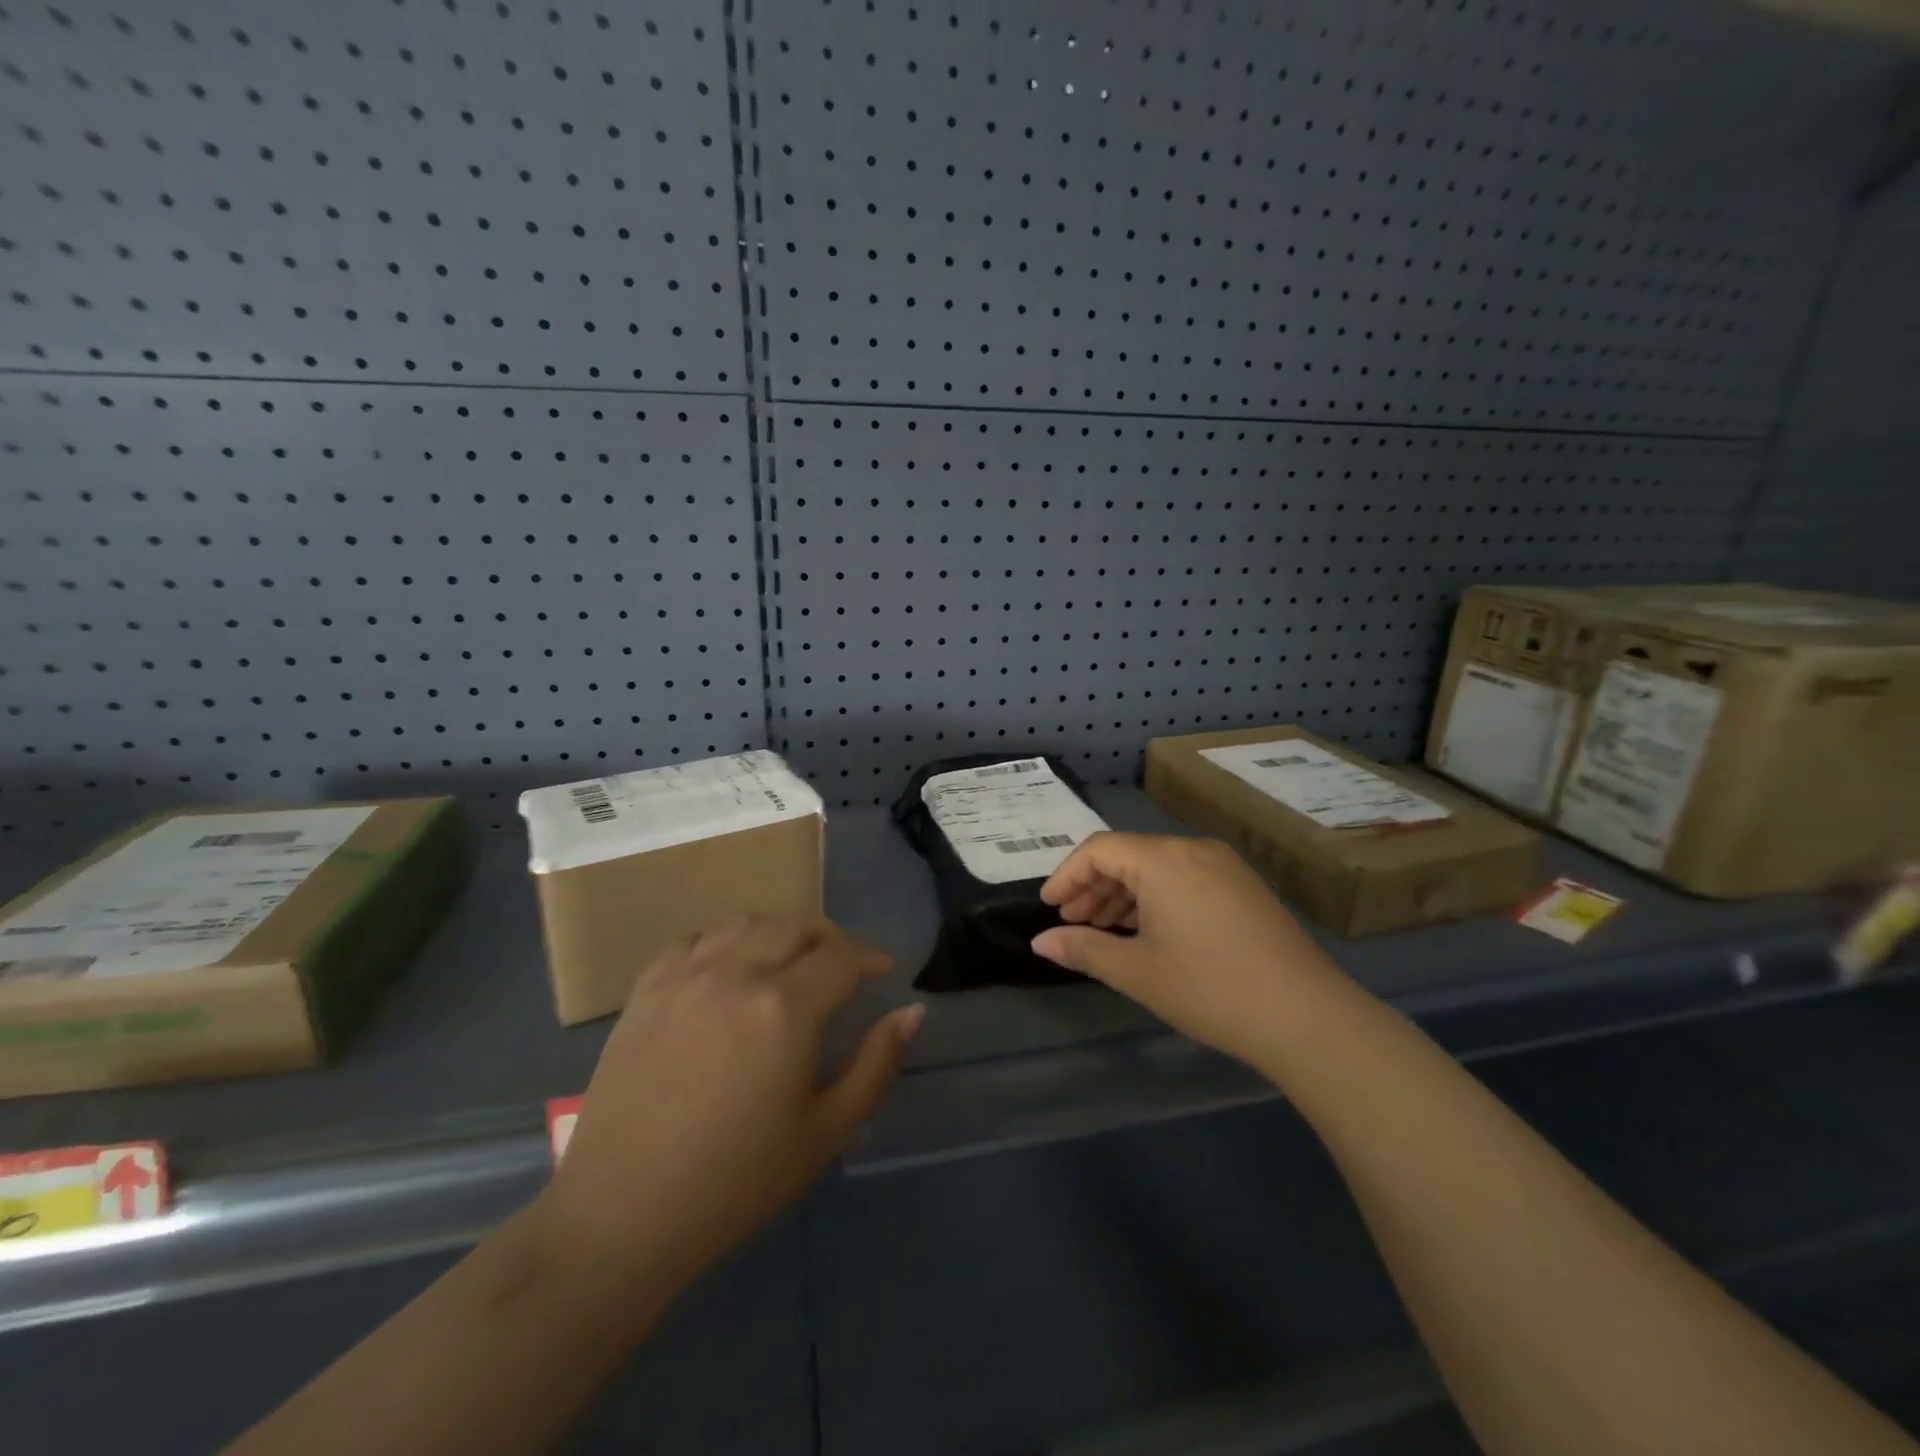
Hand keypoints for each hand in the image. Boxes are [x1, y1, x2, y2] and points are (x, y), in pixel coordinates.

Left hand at [538, 916, 921, 1310]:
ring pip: (746, 923)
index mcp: (786, 1008)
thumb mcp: (825, 1132)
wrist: (622, 1217)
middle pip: (796, 926)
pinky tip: (728, 969)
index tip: (883, 971)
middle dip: (831, 937)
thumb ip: (876, 1064)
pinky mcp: (646, 992)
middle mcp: (737, 974)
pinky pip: (695, 942)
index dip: (870, 957)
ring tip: (790, 959)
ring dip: (780, 932)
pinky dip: (725, 943)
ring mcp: (685, 977)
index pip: (842, 956)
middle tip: (844, 964)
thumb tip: (912, 1012)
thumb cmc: (737, 1182)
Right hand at [1031, 833, 1344, 1065]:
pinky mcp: (1243, 887)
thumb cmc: (1209, 989)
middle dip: (1094, 887)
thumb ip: (1083, 950)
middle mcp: (1192, 849)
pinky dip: (1156, 898)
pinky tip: (1147, 931)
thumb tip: (1040, 942)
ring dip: (1124, 894)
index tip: (1049, 907)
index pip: (1099, 850)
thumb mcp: (1137, 972)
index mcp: (1162, 859)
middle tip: (1072, 923)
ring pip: (1157, 867)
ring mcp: (1224, 866)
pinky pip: (1184, 878)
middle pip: (1128, 855)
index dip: (1067, 875)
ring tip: (1104, 931)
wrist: (1307, 1016)